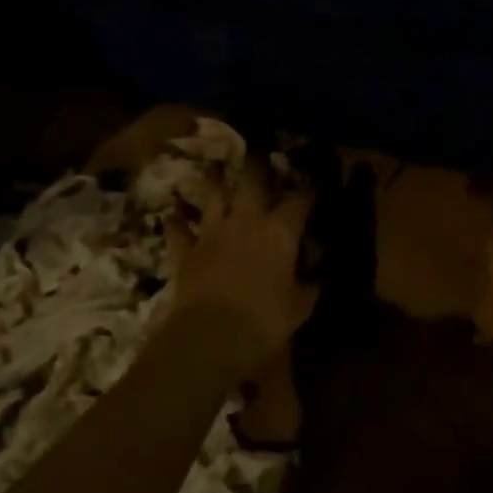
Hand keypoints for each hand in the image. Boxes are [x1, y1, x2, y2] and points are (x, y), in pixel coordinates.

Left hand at [170, 172, 318, 371]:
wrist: (210, 336)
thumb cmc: (265, 321)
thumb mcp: (300, 307)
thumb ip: (310, 284)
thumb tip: (318, 275)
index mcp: (280, 232)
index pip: (299, 200)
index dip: (308, 190)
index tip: (314, 185)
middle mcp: (247, 221)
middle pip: (252, 180)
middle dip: (258, 165)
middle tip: (260, 156)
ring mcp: (212, 232)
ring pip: (212, 195)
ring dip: (214, 182)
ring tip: (214, 169)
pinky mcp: (186, 250)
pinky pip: (178, 229)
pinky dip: (177, 220)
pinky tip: (173, 212)